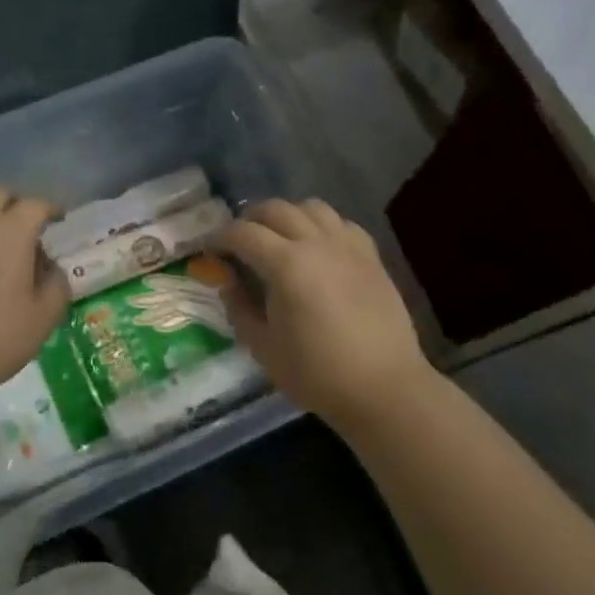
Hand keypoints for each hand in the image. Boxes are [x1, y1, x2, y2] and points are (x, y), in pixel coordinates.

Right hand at [218, 199, 431, 428]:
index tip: (211, 251)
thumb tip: (228, 282)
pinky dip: (322, 226)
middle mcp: (317, 243)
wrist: (384, 388)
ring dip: (288, 216)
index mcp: (286, 265)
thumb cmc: (317, 373)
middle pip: (276, 209)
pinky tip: (318, 248)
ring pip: (311, 207)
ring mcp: (348, 246)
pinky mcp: (371, 256)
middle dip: (251, 220)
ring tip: (279, 238)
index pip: (244, 233)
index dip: (221, 238)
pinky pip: (341, 224)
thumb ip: (239, 308)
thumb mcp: (263, 347)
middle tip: (240, 242)